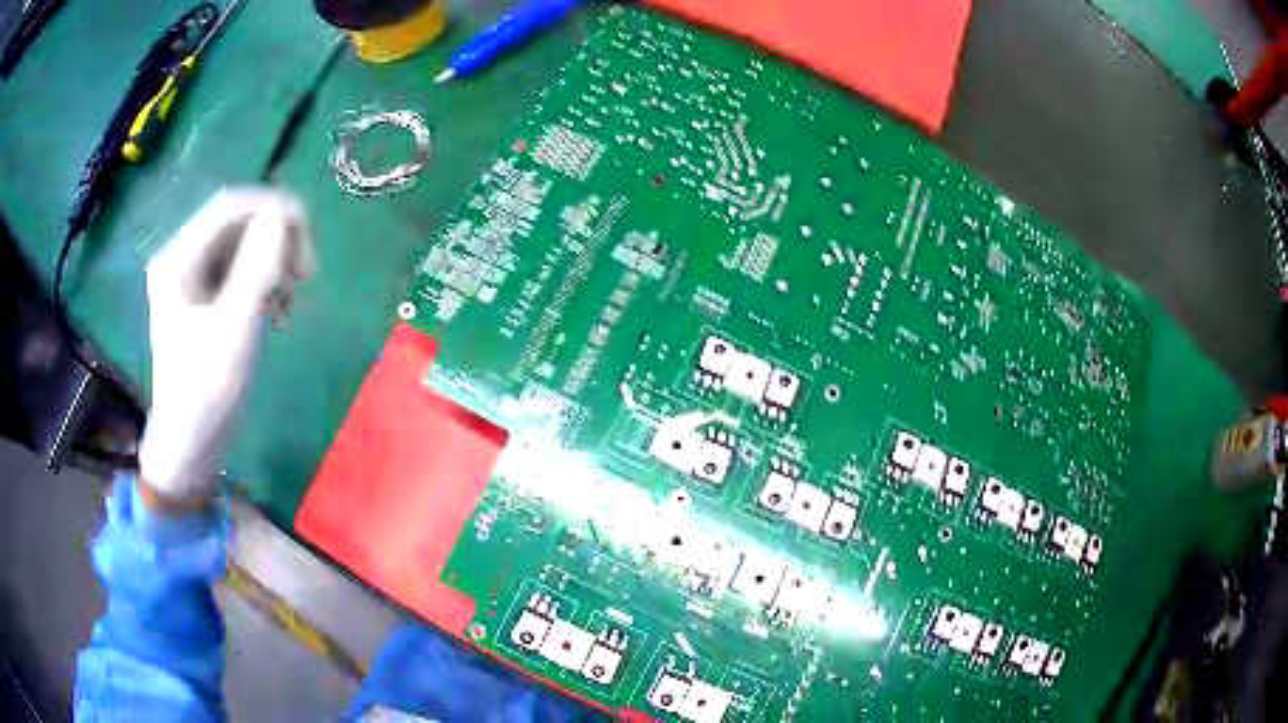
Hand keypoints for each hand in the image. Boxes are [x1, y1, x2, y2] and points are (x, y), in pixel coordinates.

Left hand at [138, 189, 313, 509]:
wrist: (189, 446)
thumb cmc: (206, 393)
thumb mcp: (235, 329)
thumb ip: (258, 267)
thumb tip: (283, 214)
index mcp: (178, 260)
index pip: (230, 206)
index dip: (272, 208)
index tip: (307, 237)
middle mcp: (182, 259)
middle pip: (238, 223)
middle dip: (275, 239)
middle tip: (306, 274)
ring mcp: (192, 279)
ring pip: (243, 246)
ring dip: (274, 263)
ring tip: (290, 301)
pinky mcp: (203, 299)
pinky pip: (240, 271)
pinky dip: (264, 283)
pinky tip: (277, 311)